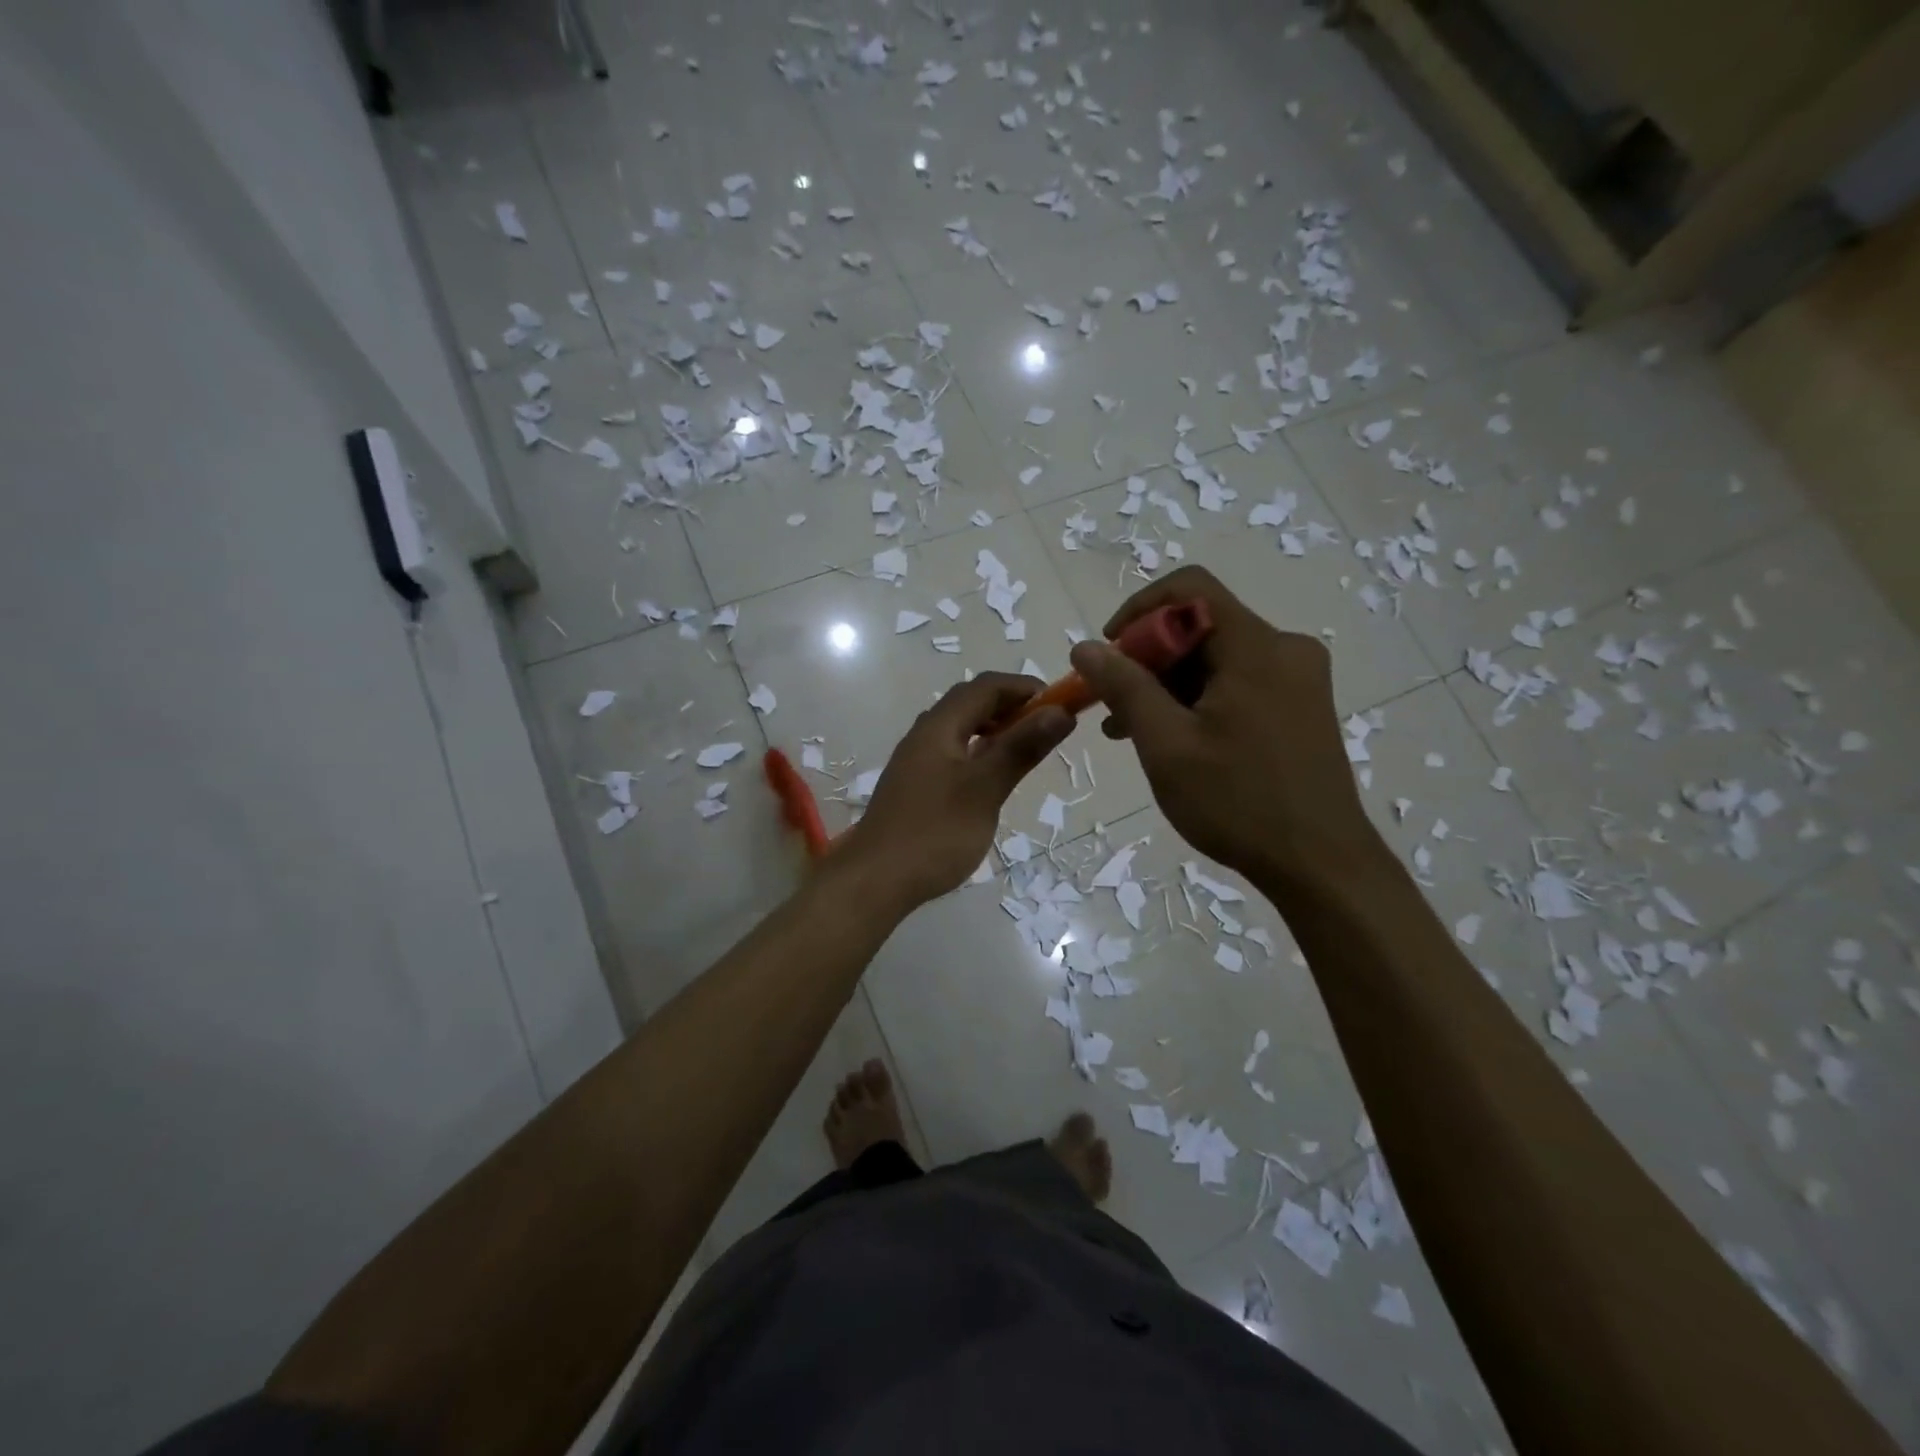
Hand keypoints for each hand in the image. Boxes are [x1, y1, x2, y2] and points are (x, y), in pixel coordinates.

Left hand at [838, 672, 1072, 910]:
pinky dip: (978, 753)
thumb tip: (1060, 711)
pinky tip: (991, 779)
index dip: (1024, 687)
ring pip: (960, 730)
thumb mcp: (985, 788)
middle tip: (1046, 728)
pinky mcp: (915, 786)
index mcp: (938, 726)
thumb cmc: (935, 832)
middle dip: (1011, 707)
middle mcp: (924, 735)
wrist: (876, 880)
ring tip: (1024, 751)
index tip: (1060, 704)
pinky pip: (952, 754)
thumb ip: (1021, 748)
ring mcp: (916, 761)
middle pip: (970, 703)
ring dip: (995, 730)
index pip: (986, 686)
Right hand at [1068, 566, 1383, 893]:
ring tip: (1128, 730)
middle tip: (1112, 704)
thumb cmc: (1239, 802)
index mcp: (1257, 647)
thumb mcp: (1167, 744)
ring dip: (1167, 684)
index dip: (1139, 610)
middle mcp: (1284, 649)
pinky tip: (1168, 738)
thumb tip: (1085, 647)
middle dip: (1147, 658)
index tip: (1109, 653)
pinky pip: (1236, 683)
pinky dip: (1197, 700)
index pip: (1190, 589)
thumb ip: (1124, 688)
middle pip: (1201, 625)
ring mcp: (1297, 679)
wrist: (1321, 865)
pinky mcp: (1299, 707)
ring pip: (1216, 658)